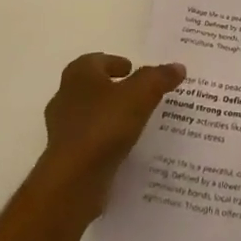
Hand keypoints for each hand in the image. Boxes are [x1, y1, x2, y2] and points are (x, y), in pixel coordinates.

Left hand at [33, 53, 184, 224]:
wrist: (73, 180)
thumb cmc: (104, 125)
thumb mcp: (141, 94)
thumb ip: (159, 78)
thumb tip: (178, 67)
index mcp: (79, 74)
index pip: (96, 60)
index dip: (114, 62)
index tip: (132, 70)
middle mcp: (65, 97)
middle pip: (92, 87)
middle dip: (112, 89)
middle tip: (137, 94)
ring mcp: (62, 129)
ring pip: (89, 115)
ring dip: (108, 116)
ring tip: (135, 123)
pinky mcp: (65, 158)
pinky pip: (89, 142)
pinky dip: (104, 141)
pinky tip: (123, 149)